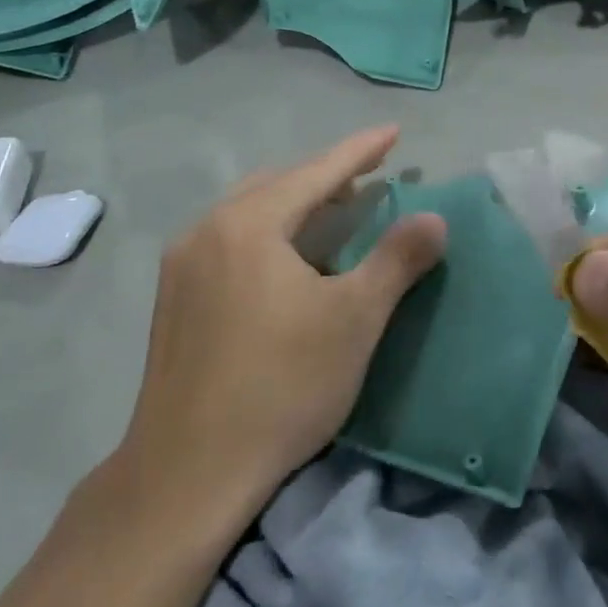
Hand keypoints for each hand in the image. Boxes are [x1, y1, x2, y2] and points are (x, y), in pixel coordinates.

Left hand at [111, 125, 445, 522]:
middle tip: (368, 176)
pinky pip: (230, 240)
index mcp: (248, 225)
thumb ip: (397, 259)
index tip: (393, 131)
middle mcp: (206, 231)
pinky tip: (288, 261)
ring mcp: (182, 267)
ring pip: (248, 211)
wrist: (187, 475)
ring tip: (333, 212)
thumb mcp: (354, 319)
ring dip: (294, 203)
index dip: (360, 151)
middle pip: (277, 184)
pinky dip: (268, 231)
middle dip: (326, 175)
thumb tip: (434, 217)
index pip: (316, 172)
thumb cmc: (282, 386)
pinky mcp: (173, 301)